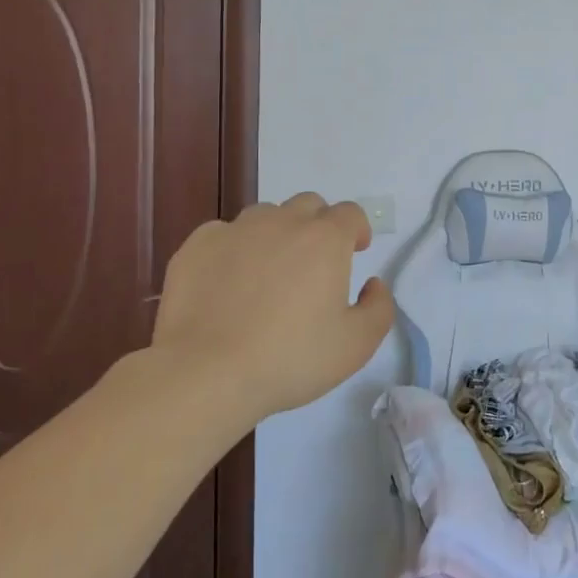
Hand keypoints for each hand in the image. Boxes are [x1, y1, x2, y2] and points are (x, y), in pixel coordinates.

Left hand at [149, 194, 395, 423]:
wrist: (206, 373)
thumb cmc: (289, 359)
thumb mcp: (356, 345)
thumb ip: (379, 308)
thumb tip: (373, 284)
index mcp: (325, 239)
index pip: (351, 213)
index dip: (357, 229)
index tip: (356, 250)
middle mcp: (282, 221)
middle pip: (309, 205)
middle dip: (319, 225)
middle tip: (314, 262)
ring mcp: (236, 229)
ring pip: (265, 216)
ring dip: (276, 234)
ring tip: (268, 273)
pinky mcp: (198, 245)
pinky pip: (224, 234)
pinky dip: (233, 249)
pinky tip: (227, 283)